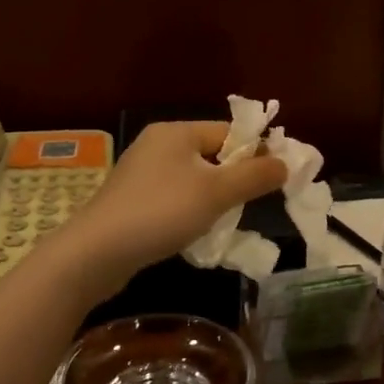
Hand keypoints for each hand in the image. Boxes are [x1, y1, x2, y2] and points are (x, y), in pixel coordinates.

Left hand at [55, 122, 286, 295]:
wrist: (97, 252)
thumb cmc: (161, 212)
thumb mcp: (216, 193)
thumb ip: (254, 176)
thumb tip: (285, 162)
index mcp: (175, 132)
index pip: (228, 132)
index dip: (255, 152)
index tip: (277, 178)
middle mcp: (156, 145)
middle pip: (210, 155)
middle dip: (234, 178)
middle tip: (253, 204)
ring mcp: (140, 173)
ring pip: (192, 179)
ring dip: (212, 198)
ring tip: (225, 221)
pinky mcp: (131, 200)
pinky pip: (172, 198)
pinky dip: (189, 211)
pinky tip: (194, 232)